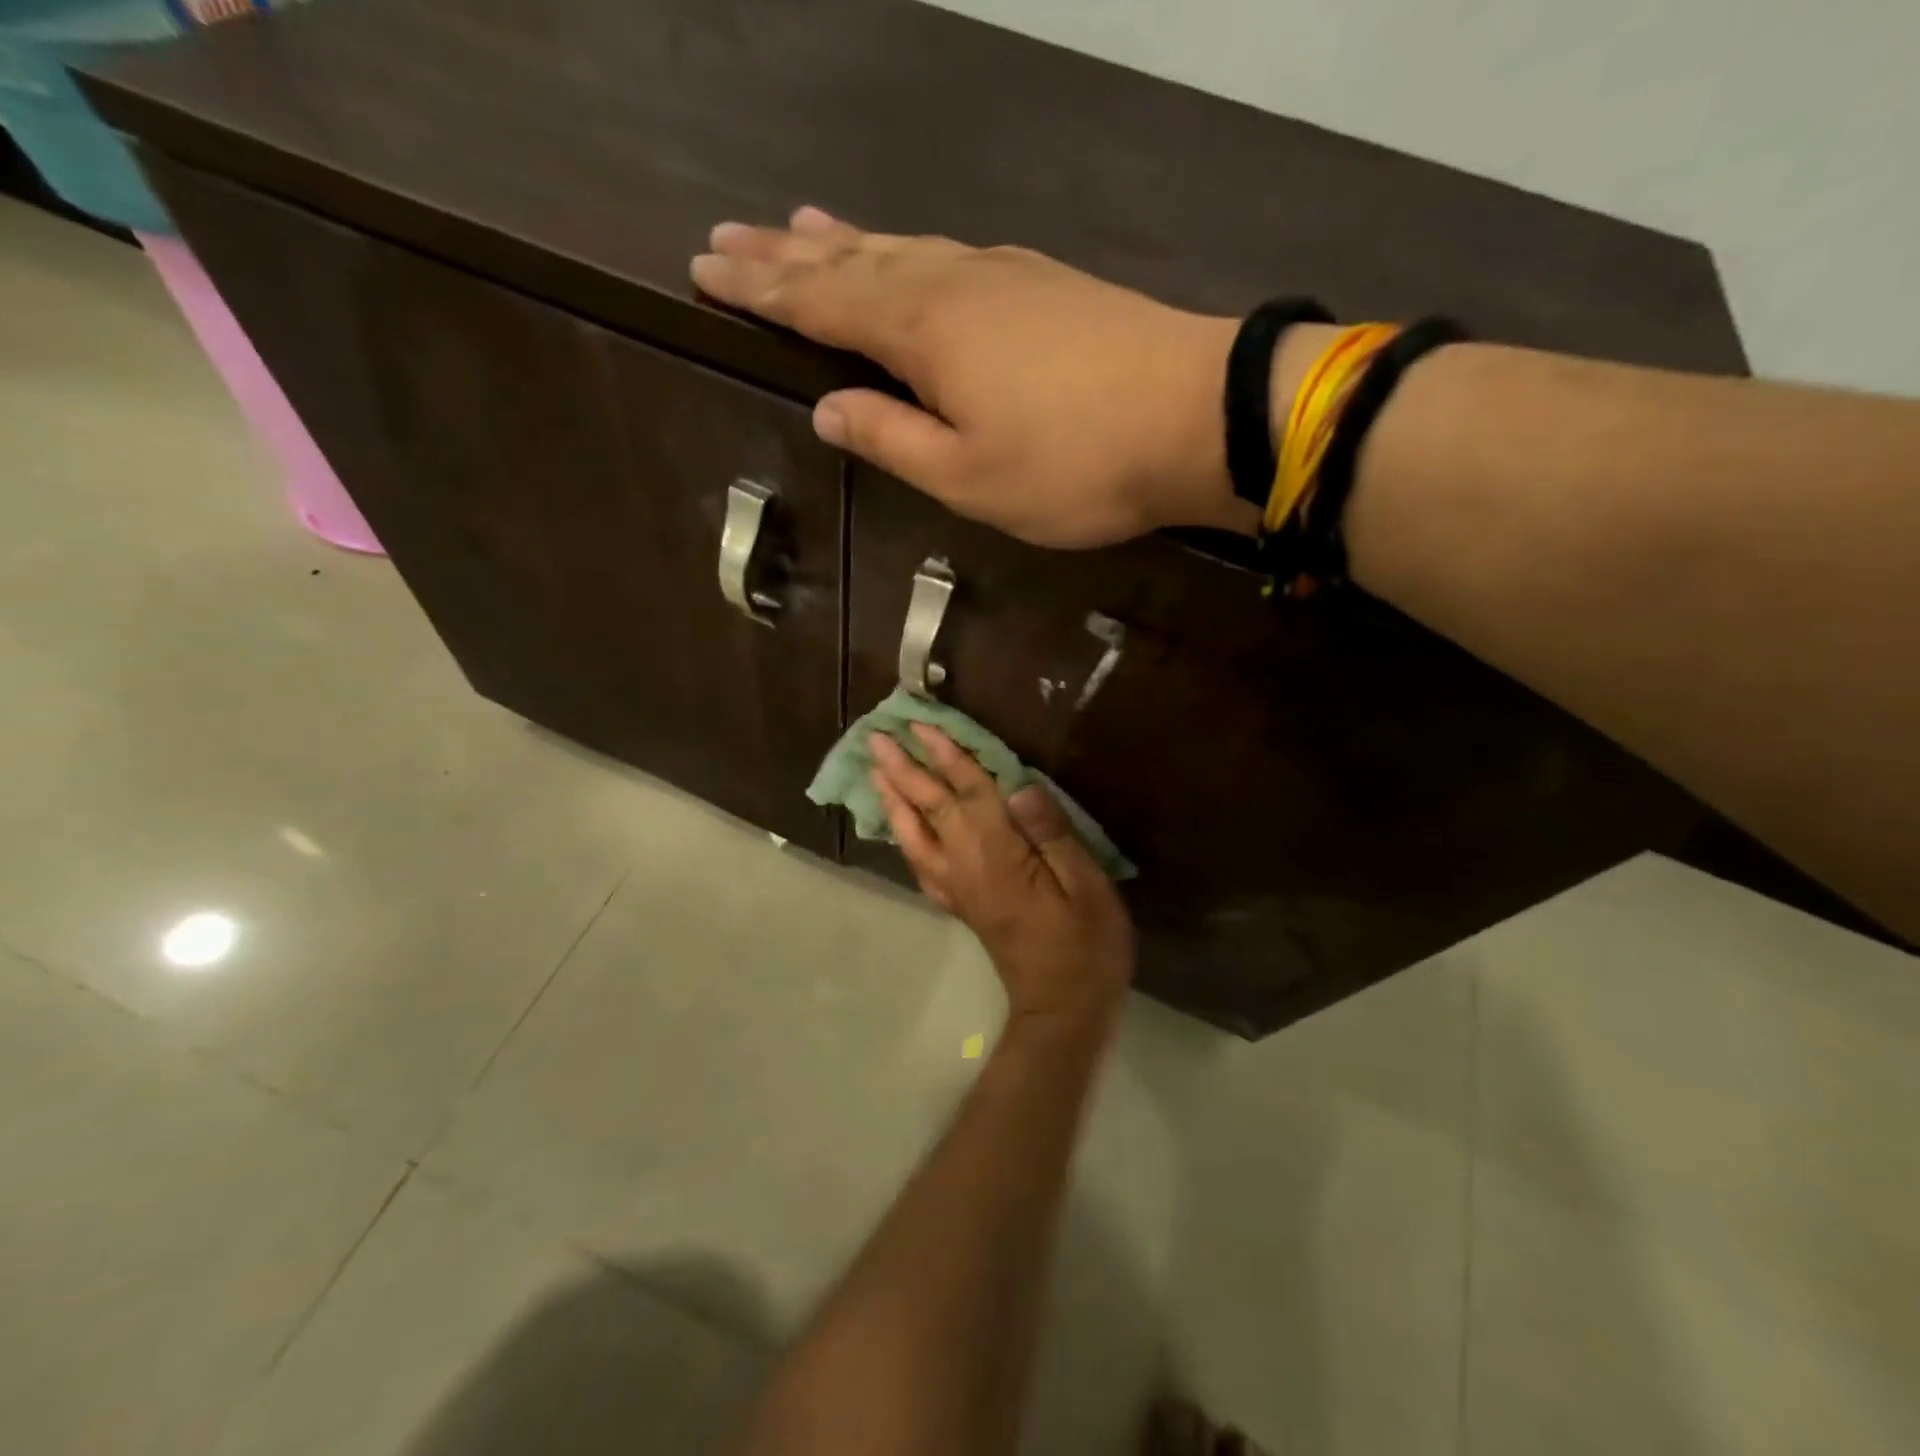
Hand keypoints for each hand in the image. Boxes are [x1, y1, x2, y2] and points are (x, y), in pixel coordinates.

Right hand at [691, 206, 1260, 548]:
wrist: (1195, 415)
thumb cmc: (1073, 465)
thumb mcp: (968, 477)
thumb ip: (892, 440)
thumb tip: (827, 411)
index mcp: (923, 332)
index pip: (819, 304)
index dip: (761, 291)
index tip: (705, 269)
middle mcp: (952, 283)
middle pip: (852, 261)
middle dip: (785, 255)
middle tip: (727, 237)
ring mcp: (1002, 274)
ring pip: (901, 247)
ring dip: (844, 240)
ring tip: (797, 226)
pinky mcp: (1043, 283)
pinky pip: (949, 254)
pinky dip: (908, 248)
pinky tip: (905, 249)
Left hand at [869, 724, 1134, 1032]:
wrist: (1061, 1009)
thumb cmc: (1085, 945)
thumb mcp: (1086, 886)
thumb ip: (1052, 833)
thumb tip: (1020, 786)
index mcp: (998, 855)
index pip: (967, 792)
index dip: (945, 755)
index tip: (921, 723)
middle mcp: (965, 866)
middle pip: (929, 807)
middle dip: (902, 768)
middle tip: (877, 736)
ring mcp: (955, 887)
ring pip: (914, 834)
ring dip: (893, 798)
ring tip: (875, 770)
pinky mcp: (957, 903)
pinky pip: (919, 863)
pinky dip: (903, 837)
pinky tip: (899, 826)